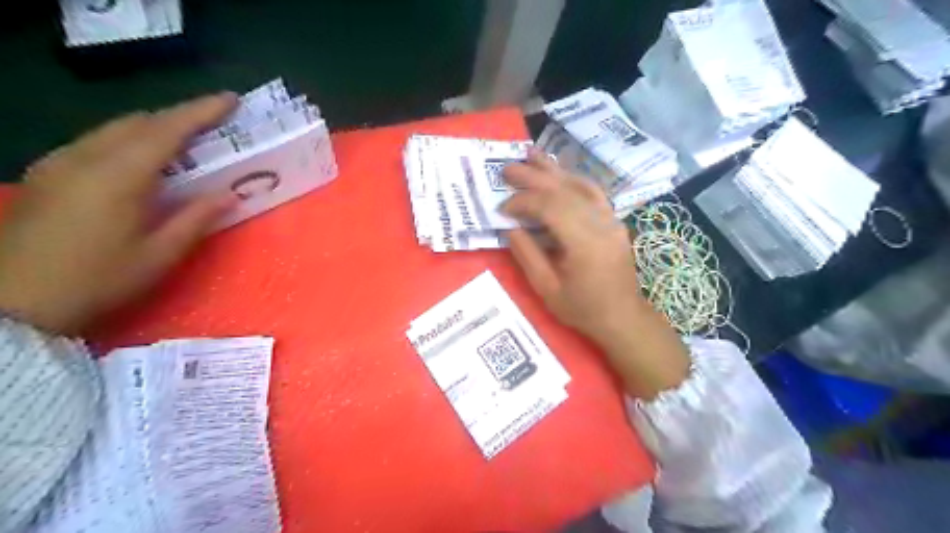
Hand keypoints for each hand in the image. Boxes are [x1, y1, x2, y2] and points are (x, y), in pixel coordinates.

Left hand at [1, 92, 238, 332]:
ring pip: (113, 129)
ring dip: (153, 128)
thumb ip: (197, 219)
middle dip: (179, 117)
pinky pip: (95, 142)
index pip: (167, 130)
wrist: (13, 304)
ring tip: (184, 143)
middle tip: (213, 125)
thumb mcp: (160, 255)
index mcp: (119, 176)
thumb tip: (230, 194)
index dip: (201, 111)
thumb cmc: (98, 280)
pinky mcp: (46, 175)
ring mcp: (59, 163)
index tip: (230, 99)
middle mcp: (86, 158)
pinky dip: (127, 141)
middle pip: (138, 121)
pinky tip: (139, 163)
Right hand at [500, 152, 687, 396]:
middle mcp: (601, 224)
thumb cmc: (583, 309)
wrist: (623, 317)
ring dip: (554, 169)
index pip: (550, 208)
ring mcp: (611, 220)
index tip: (502, 208)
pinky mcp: (614, 221)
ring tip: (531, 155)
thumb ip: (527, 255)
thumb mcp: (547, 289)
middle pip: (564, 190)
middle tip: (507, 168)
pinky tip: (559, 173)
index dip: (523, 202)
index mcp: (584, 243)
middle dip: (533, 177)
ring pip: (580, 185)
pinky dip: (573, 179)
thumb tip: (511, 228)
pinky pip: (593, 192)